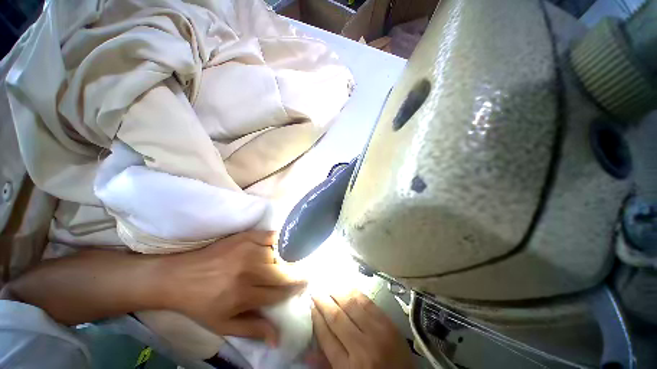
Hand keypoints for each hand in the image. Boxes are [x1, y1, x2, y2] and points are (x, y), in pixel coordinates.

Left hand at [159, 231, 305, 345]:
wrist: (178, 276)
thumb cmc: (201, 303)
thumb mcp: (223, 324)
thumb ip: (253, 330)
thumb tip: (278, 339)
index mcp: (243, 295)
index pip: (279, 293)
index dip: (293, 291)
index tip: (301, 287)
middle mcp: (249, 271)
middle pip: (284, 272)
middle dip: (297, 275)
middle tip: (303, 274)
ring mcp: (248, 251)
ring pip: (279, 254)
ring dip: (288, 259)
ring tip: (292, 262)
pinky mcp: (245, 237)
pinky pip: (271, 236)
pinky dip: (280, 239)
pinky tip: (283, 243)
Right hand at [310, 291, 413, 368]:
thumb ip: (328, 364)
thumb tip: (307, 350)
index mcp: (349, 368)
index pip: (326, 337)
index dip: (316, 318)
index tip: (310, 305)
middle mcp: (362, 348)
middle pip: (337, 317)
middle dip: (323, 301)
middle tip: (316, 289)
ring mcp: (378, 333)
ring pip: (351, 305)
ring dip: (337, 292)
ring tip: (328, 284)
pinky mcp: (389, 323)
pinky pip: (368, 302)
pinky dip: (355, 292)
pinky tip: (347, 286)